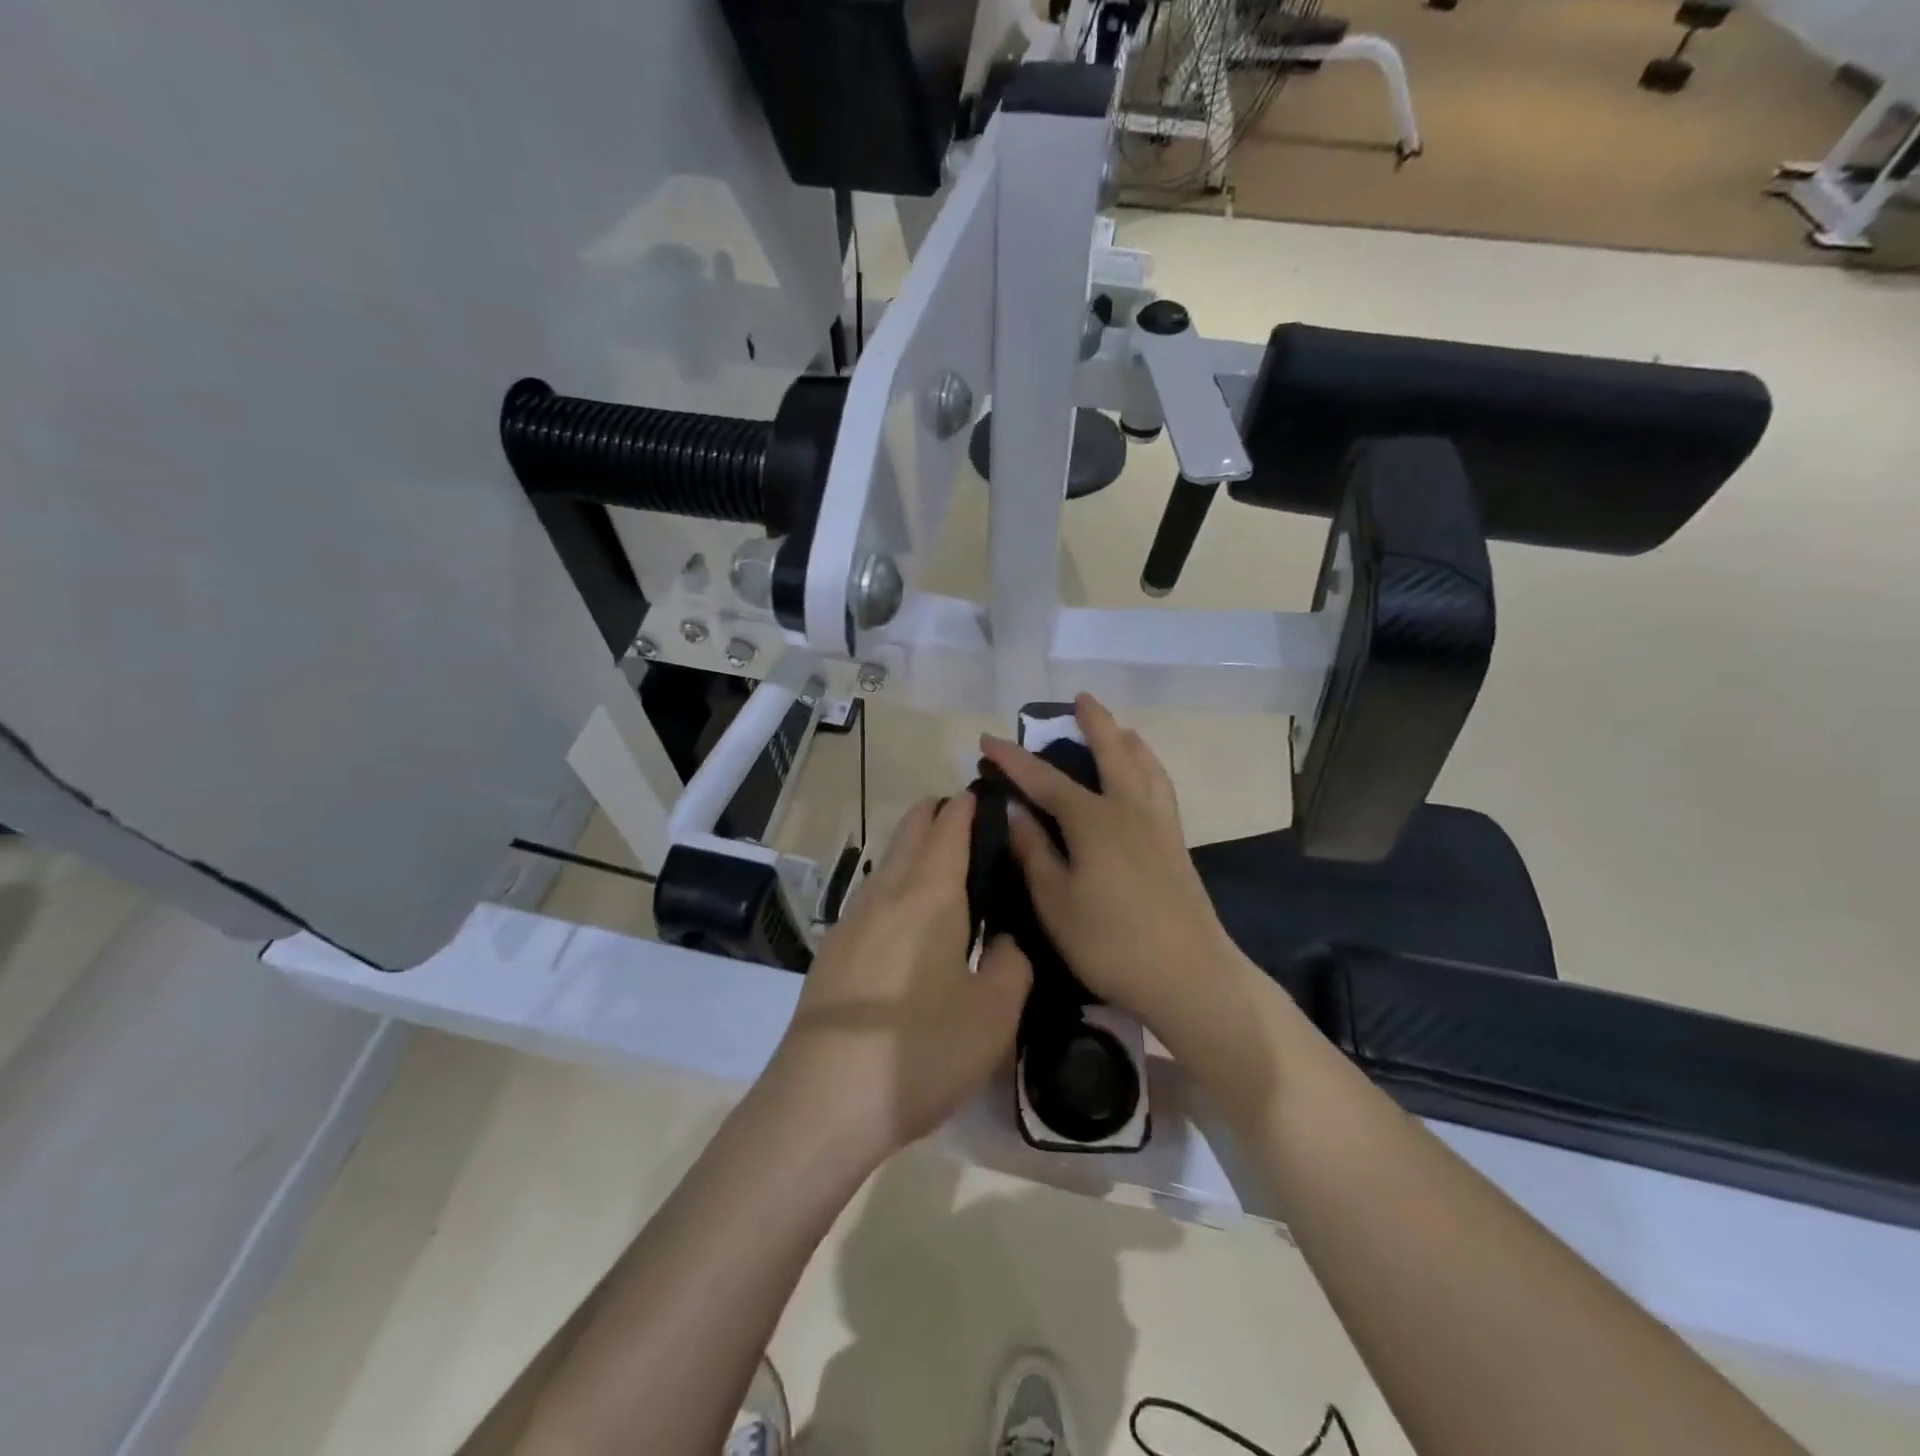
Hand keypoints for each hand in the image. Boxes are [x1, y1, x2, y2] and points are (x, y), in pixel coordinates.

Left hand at [770, 794, 1031, 1172]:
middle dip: (940, 814)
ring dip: (916, 849)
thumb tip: (1006, 939)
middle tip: (976, 826)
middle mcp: (887, 892)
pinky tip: (910, 921)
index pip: (951, 825)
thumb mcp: (995, 1013)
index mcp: (930, 894)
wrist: (823, 1099)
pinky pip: (873, 896)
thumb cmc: (921, 1050)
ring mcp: (853, 919)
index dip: (971, 805)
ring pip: (889, 861)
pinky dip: (898, 885)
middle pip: (912, 829)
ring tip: (948, 869)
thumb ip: (1014, 962)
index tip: (993, 797)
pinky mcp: (833, 949)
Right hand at [980, 695, 1245, 1051]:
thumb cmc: (1110, 941)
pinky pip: (1161, 785)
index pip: (1044, 779)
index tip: (986, 738)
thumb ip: (1034, 851)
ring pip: (1144, 765)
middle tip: (1080, 698)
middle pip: (1111, 752)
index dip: (1013, 758)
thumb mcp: (1055, 902)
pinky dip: (1150, 765)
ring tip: (1119, 728)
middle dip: (1093, 722)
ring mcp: (1158, 824)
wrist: (1189, 974)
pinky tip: (1147, 775)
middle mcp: (1128, 809)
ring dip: (1127, 739)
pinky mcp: (1177, 843)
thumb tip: (1016, 810)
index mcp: (1093, 820)